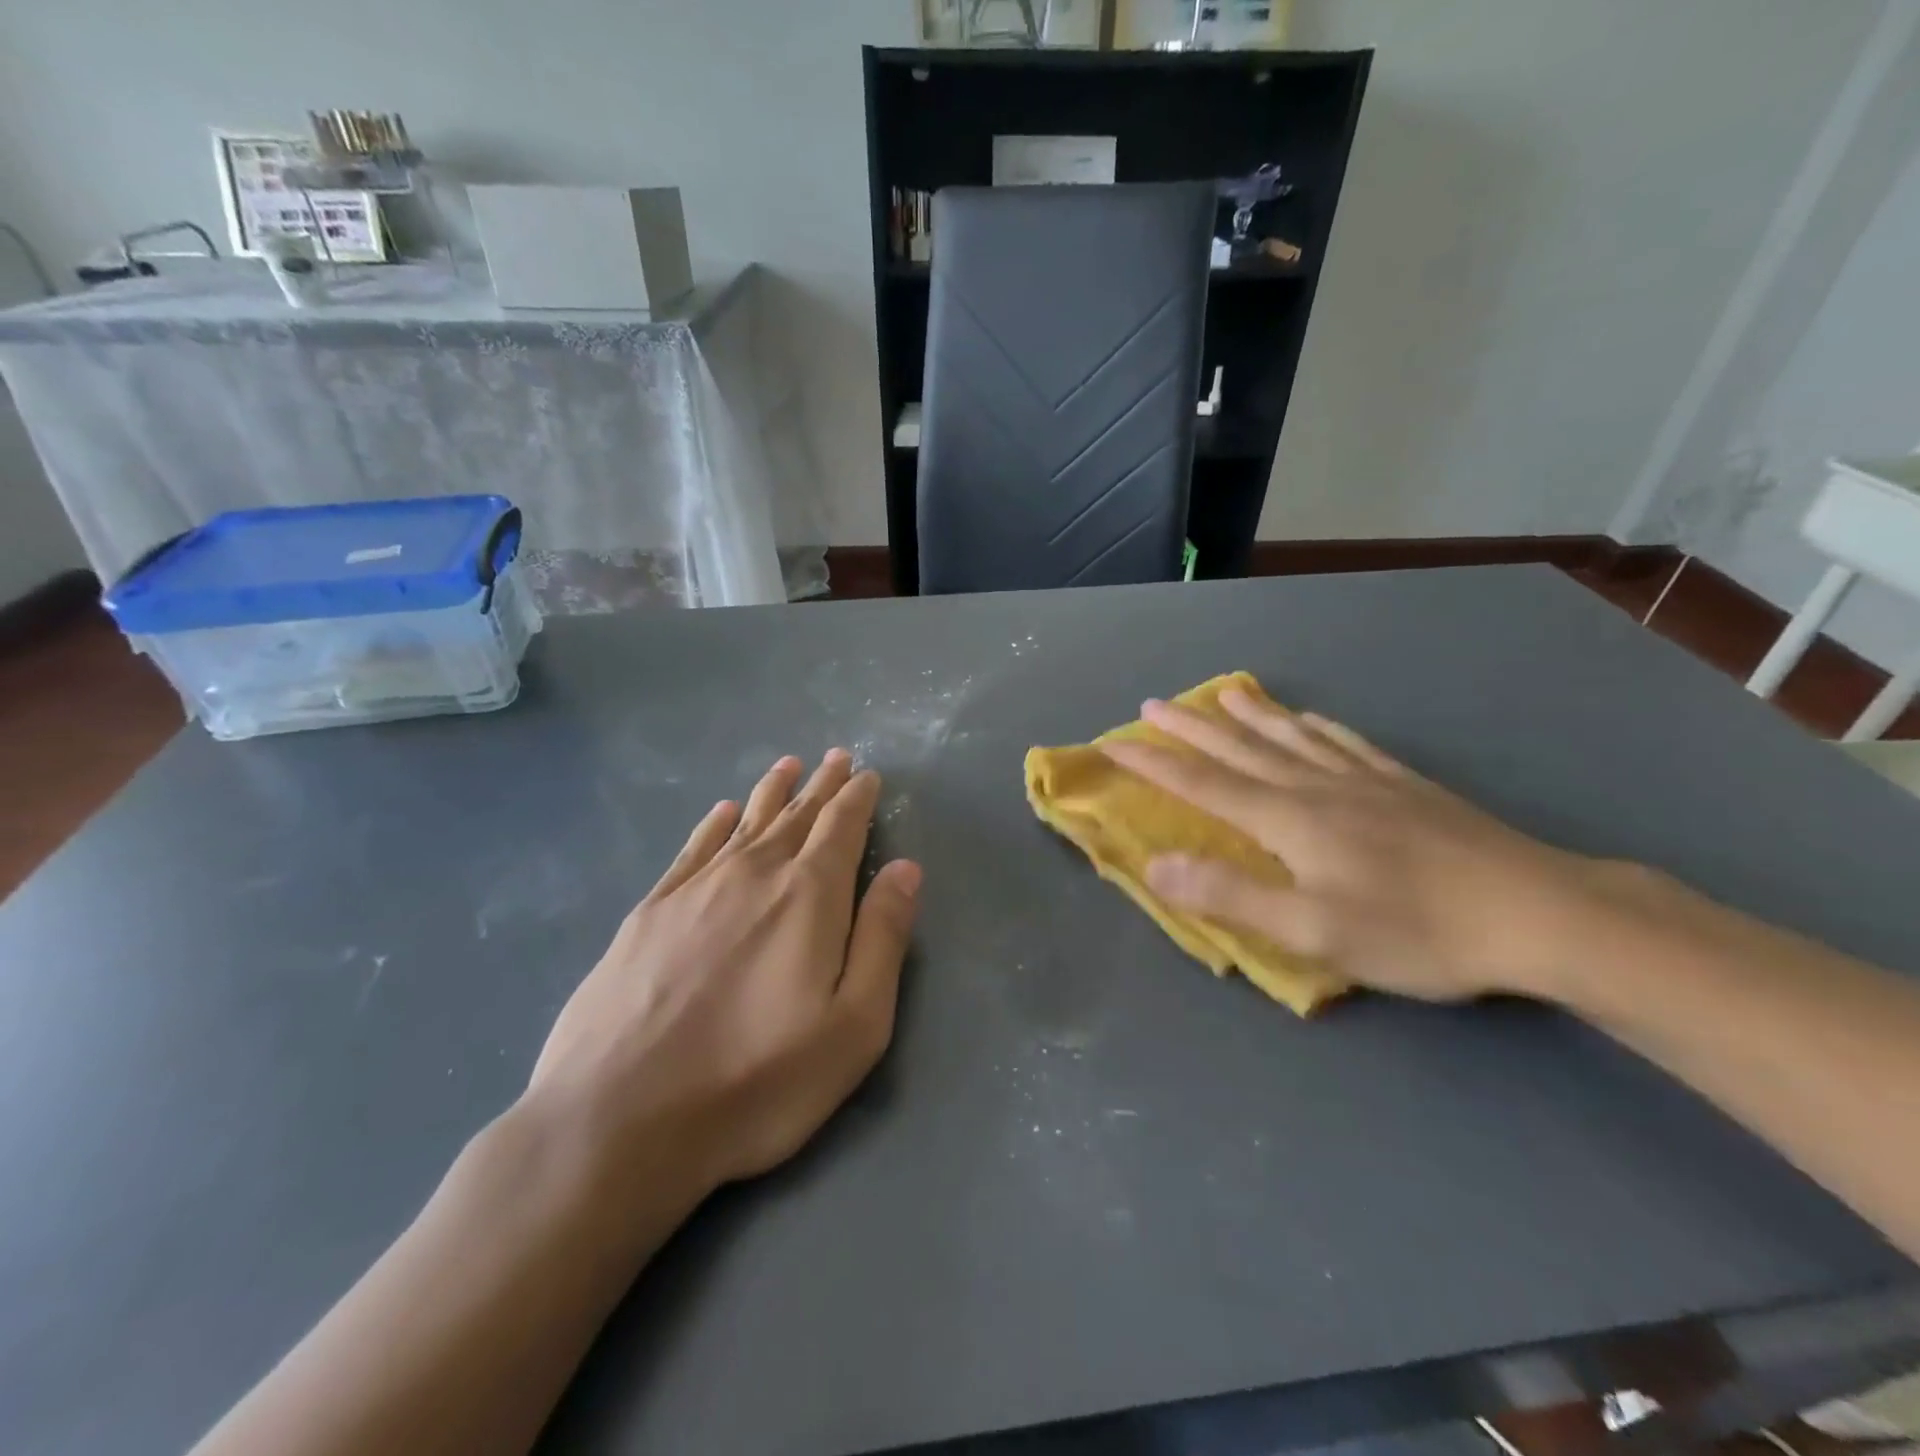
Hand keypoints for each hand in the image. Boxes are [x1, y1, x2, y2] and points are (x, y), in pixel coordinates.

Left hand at [527, 750, 921, 1196]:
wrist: (617, 1120)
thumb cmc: (756, 1080)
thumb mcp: (854, 1025)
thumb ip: (883, 938)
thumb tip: (906, 868)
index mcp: (808, 896)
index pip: (841, 827)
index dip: (857, 797)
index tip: (867, 774)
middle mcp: (753, 874)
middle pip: (796, 815)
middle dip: (822, 785)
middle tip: (837, 758)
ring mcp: (695, 890)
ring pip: (745, 823)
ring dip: (771, 792)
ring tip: (788, 766)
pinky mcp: (648, 913)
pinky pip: (692, 850)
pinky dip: (712, 825)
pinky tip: (721, 813)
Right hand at [1101, 690, 1622, 1001]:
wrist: (1538, 914)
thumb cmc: (1417, 931)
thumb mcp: (1313, 931)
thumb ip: (1230, 894)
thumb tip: (1156, 863)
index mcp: (1289, 820)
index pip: (1204, 785)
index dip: (1155, 765)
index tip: (1114, 743)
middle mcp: (1318, 787)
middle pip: (1241, 750)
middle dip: (1192, 729)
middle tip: (1155, 704)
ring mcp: (1365, 781)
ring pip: (1291, 737)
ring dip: (1250, 716)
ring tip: (1222, 694)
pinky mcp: (1405, 786)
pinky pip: (1346, 743)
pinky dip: (1317, 727)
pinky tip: (1312, 719)